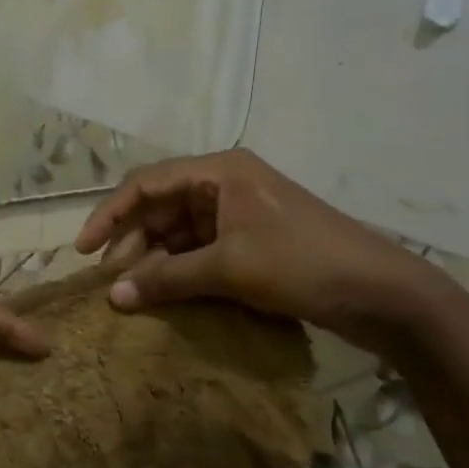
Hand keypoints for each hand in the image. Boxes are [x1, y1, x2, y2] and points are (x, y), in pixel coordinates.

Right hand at [74, 150, 460, 356]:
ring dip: (155, 260)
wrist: (384, 295)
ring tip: (132, 295)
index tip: (84, 250)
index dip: (110, 214)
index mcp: (219, 171)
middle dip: (133, 243)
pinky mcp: (252, 241)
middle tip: (109, 283)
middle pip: (161, 207)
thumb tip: (112, 297)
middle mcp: (225, 184)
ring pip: (179, 231)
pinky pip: (201, 249)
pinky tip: (164, 294)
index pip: (147, 183)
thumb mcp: (229, 269)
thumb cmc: (302, 264)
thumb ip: (166, 279)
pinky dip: (180, 270)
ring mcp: (240, 213)